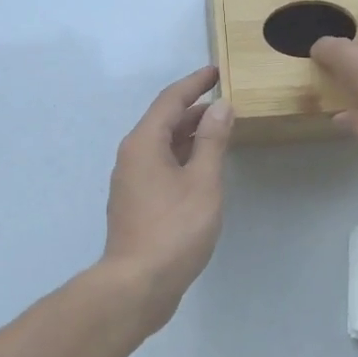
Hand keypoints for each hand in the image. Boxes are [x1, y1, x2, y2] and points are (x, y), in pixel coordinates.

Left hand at [100, 65, 234, 330]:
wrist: (138, 284)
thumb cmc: (174, 229)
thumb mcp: (203, 181)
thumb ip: (212, 141)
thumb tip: (221, 107)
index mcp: (144, 143)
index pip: (170, 100)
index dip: (195, 83)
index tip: (216, 72)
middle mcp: (132, 156)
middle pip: (164, 121)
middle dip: (194, 109)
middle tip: (225, 103)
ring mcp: (132, 181)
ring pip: (163, 145)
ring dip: (190, 134)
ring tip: (220, 131)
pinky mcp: (137, 203)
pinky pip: (162, 165)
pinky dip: (183, 157)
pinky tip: (203, 168)